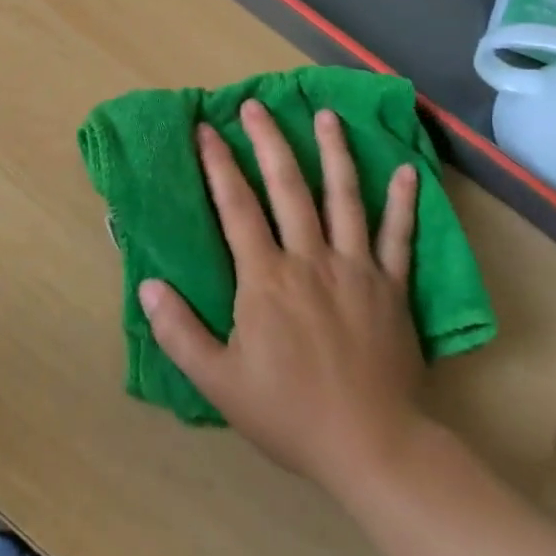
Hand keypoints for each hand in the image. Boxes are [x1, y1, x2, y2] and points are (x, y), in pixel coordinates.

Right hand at [139, 101, 427, 499]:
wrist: (374, 449)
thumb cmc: (290, 414)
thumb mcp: (219, 383)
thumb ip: (179, 332)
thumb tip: (147, 286)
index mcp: (266, 278)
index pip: (236, 207)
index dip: (218, 165)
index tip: (205, 129)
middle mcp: (310, 259)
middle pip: (288, 188)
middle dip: (269, 142)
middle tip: (256, 105)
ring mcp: (356, 269)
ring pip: (344, 198)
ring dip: (334, 153)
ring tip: (326, 116)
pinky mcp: (392, 287)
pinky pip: (399, 237)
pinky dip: (403, 202)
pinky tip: (407, 171)